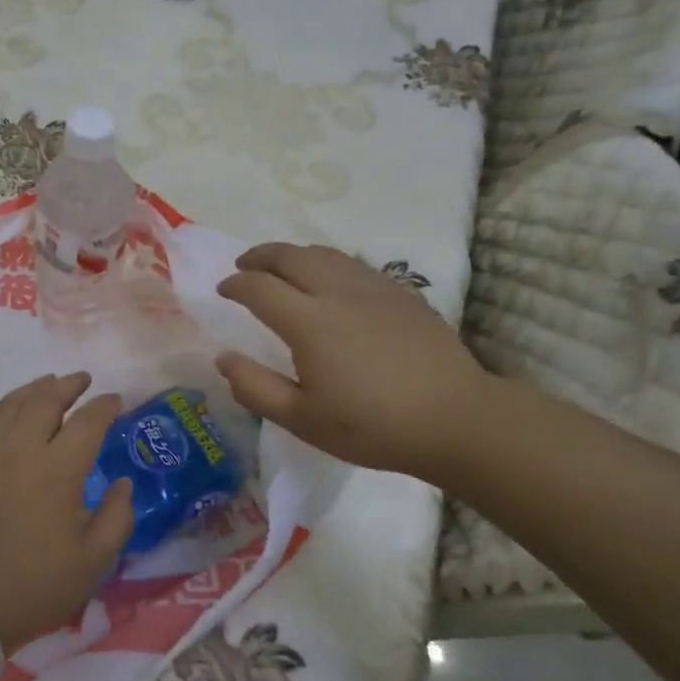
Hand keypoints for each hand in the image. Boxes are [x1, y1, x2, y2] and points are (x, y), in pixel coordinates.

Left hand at [0, 373, 133, 651]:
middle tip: (83, 381)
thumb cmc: (33, 585)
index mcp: (58, 469)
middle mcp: (20, 448)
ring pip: (11, 404)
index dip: (105, 406)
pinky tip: (8, 412)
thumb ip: (117, 517)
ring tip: (49, 384)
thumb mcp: (92, 562)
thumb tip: (122, 484)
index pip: (87, 421)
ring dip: (35, 389)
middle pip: (46, 400)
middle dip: (69, 386)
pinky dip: (2, 409)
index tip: (116, 401)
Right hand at [215, 243, 491, 477]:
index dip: (236, 285)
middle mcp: (338, 293)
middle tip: (244, 265)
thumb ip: (255, 387)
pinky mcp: (402, 294)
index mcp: (309, 322)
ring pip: (325, 254)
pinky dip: (328, 263)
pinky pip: (354, 265)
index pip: (260, 288)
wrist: (456, 419)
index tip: (223, 290)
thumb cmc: (372, 426)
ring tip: (282, 267)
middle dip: (261, 256)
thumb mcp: (302, 419)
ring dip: (294, 254)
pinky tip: (332, 282)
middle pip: (291, 256)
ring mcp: (375, 288)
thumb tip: (223, 358)